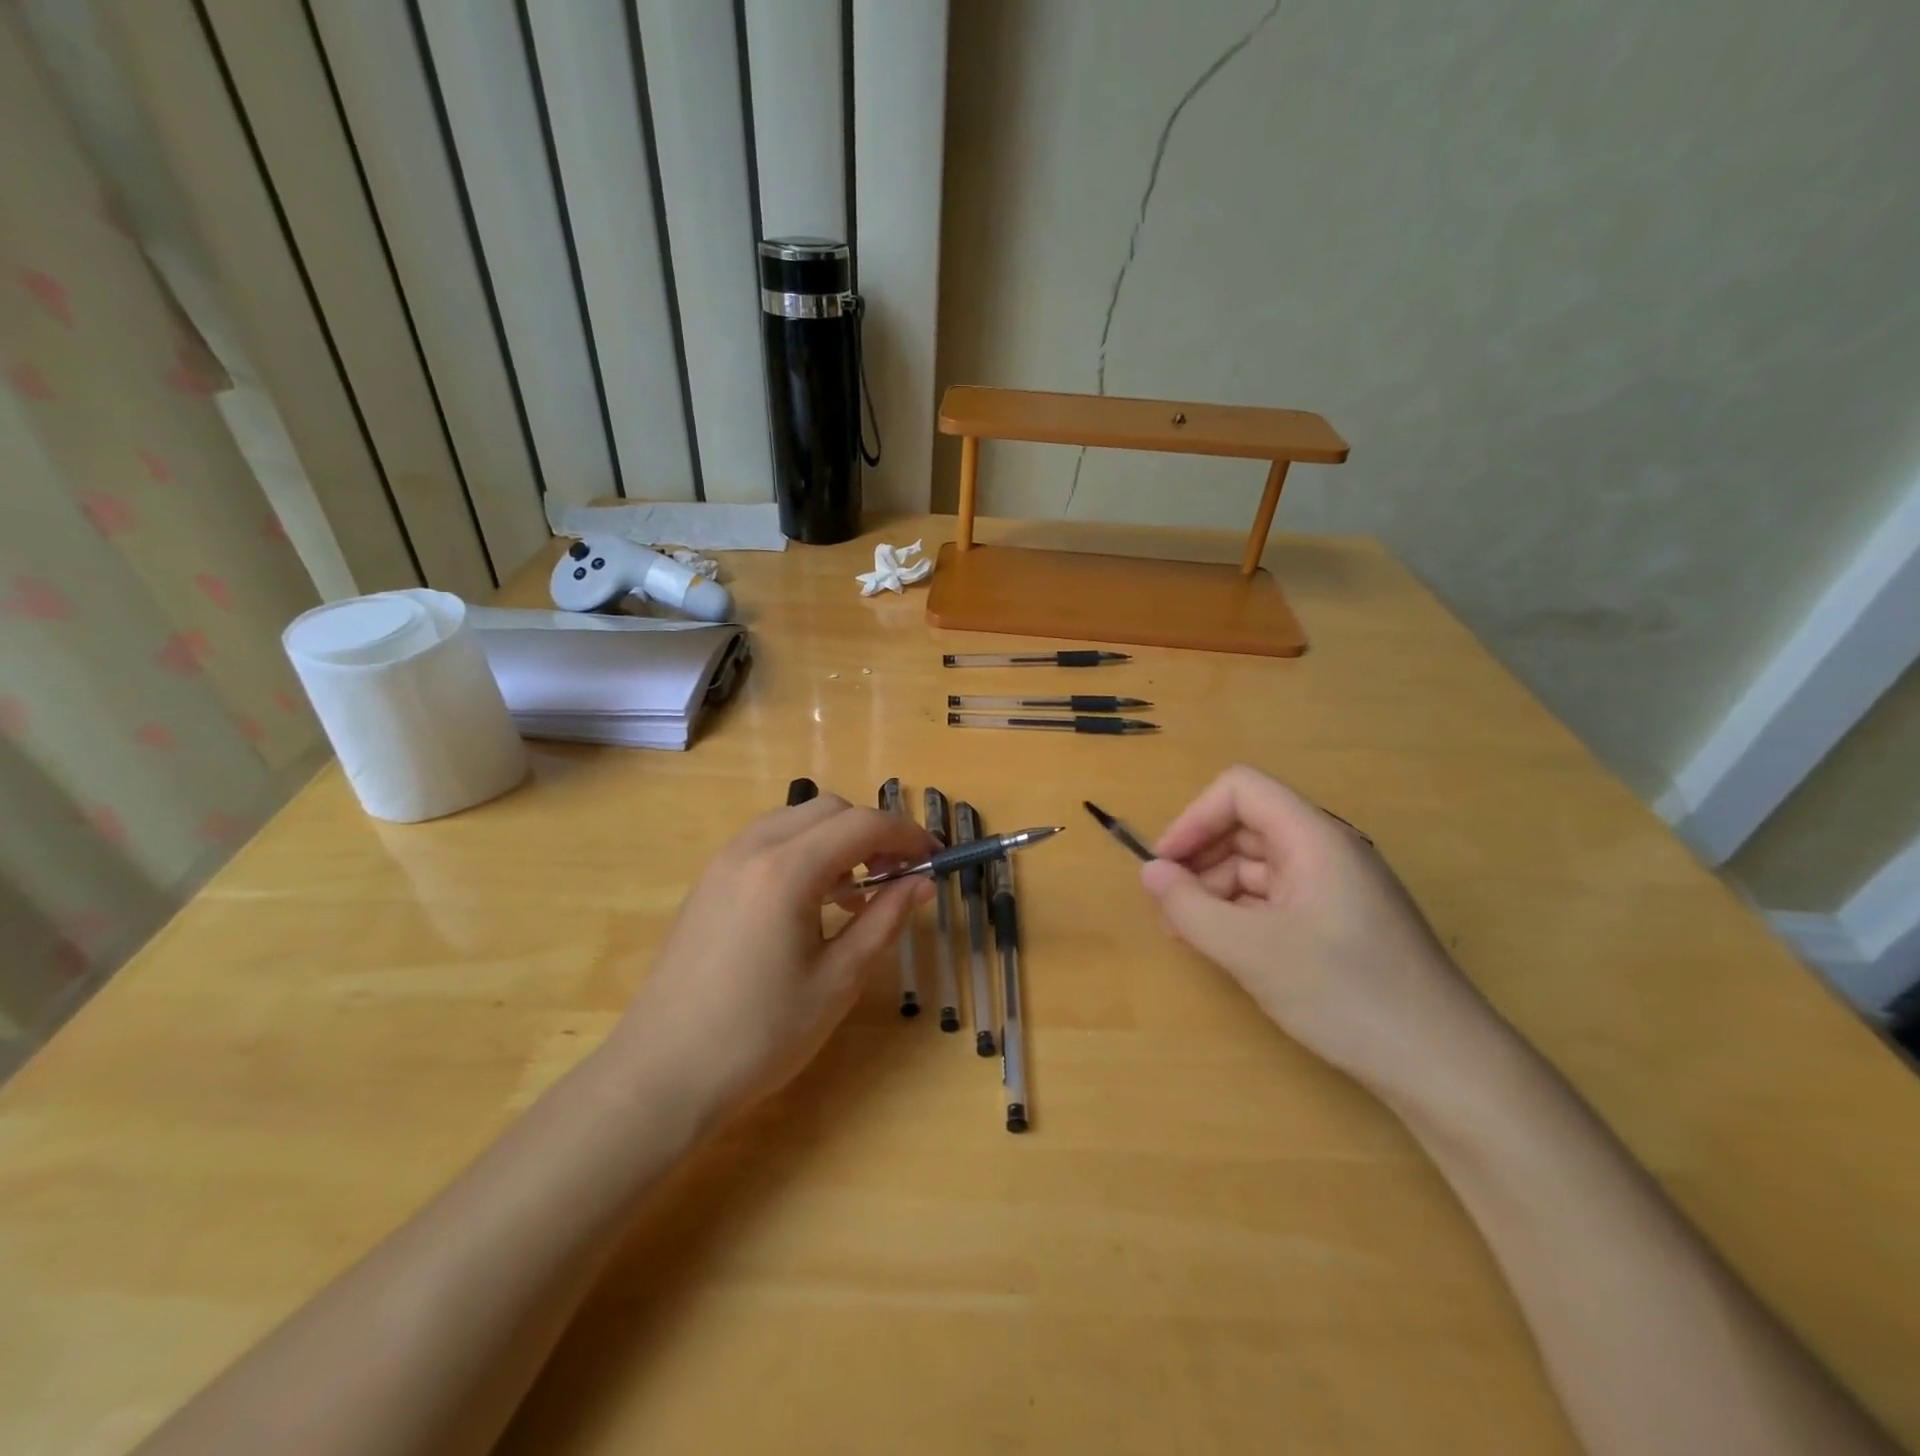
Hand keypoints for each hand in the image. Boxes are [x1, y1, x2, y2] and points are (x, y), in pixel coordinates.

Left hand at [610, 795, 934, 1123]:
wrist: (660, 1075)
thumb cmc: (759, 1035)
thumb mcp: (837, 981)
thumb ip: (884, 921)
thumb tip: (923, 882)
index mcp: (787, 870)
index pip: (863, 824)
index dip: (907, 834)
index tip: (935, 858)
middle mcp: (753, 848)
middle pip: (830, 809)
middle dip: (873, 832)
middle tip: (899, 876)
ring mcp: (724, 861)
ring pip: (797, 819)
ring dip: (837, 838)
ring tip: (858, 891)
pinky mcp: (710, 880)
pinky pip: (769, 840)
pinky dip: (804, 850)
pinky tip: (813, 900)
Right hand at [1140, 765, 1497, 1094]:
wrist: (1442, 1065)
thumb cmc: (1344, 993)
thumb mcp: (1251, 951)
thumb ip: (1189, 908)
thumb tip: (1148, 872)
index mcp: (1312, 837)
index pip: (1240, 790)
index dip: (1194, 819)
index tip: (1165, 866)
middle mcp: (1325, 850)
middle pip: (1246, 827)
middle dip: (1199, 860)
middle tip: (1168, 908)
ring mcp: (1335, 887)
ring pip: (1258, 865)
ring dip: (1215, 890)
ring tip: (1189, 934)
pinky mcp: (1339, 921)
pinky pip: (1277, 898)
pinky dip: (1242, 913)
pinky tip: (1226, 948)